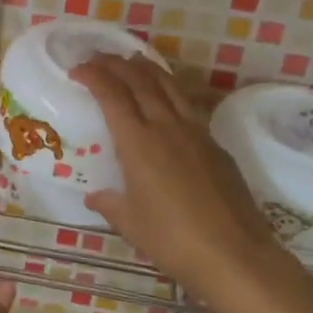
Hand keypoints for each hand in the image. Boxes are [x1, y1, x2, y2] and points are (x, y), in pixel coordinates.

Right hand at [72, 55, 276, 300]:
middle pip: (140, 81)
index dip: (93, 76)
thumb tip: (95, 196)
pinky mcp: (216, 145)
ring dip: (147, 69)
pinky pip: (188, 105)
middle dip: (116, 64)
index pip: (112, 95)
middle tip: (99, 57)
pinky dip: (170, 91)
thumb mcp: (131, 224)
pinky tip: (167, 99)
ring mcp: (196, 132)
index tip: (77, 69)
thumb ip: (110, 204)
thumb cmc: (174, 240)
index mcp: (138, 143)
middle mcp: (166, 127)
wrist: (235, 255)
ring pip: (169, 86)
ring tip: (133, 59)